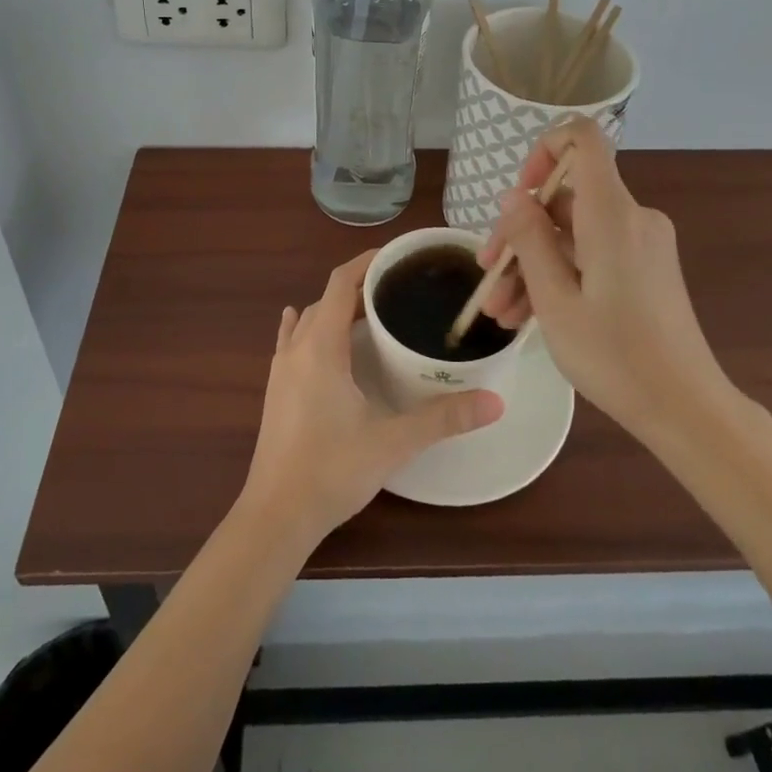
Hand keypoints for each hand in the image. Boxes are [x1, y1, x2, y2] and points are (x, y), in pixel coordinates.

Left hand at [240, 249, 503, 546]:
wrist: (276, 515)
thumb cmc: (332, 470)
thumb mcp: (393, 441)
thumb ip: (443, 418)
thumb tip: (495, 401)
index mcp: (321, 347)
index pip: (341, 283)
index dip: (367, 263)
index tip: (398, 256)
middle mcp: (297, 348)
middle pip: (327, 298)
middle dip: (359, 286)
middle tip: (399, 289)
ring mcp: (281, 369)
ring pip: (309, 319)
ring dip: (337, 308)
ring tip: (371, 311)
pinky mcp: (276, 389)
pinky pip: (290, 341)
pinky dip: (306, 326)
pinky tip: (307, 327)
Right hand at [482, 119, 734, 440]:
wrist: (686, 409)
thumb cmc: (615, 356)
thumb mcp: (555, 301)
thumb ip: (529, 240)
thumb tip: (513, 196)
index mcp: (612, 214)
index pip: (583, 139)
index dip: (543, 150)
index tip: (518, 195)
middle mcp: (631, 217)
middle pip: (565, 198)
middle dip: (520, 234)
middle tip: (488, 276)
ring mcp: (640, 244)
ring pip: (572, 234)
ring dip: (532, 265)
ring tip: (500, 312)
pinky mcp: (644, 268)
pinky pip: (592, 254)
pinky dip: (560, 275)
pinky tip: (526, 315)